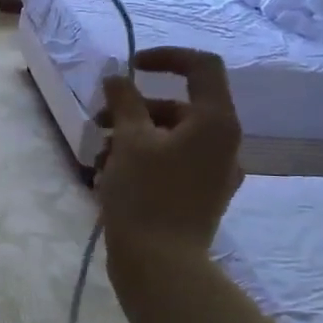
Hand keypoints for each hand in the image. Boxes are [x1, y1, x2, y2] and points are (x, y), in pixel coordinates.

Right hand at [98, 47, 242, 266]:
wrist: (161, 266)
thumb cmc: (146, 196)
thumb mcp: (129, 140)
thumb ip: (125, 100)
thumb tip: (118, 77)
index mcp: (216, 122)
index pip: (201, 66)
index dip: (166, 56)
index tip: (129, 67)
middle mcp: (224, 143)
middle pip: (179, 105)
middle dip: (135, 107)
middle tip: (98, 120)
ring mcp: (215, 172)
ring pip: (172, 136)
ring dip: (133, 135)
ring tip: (99, 155)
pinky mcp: (201, 196)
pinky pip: (173, 162)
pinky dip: (144, 158)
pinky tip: (112, 175)